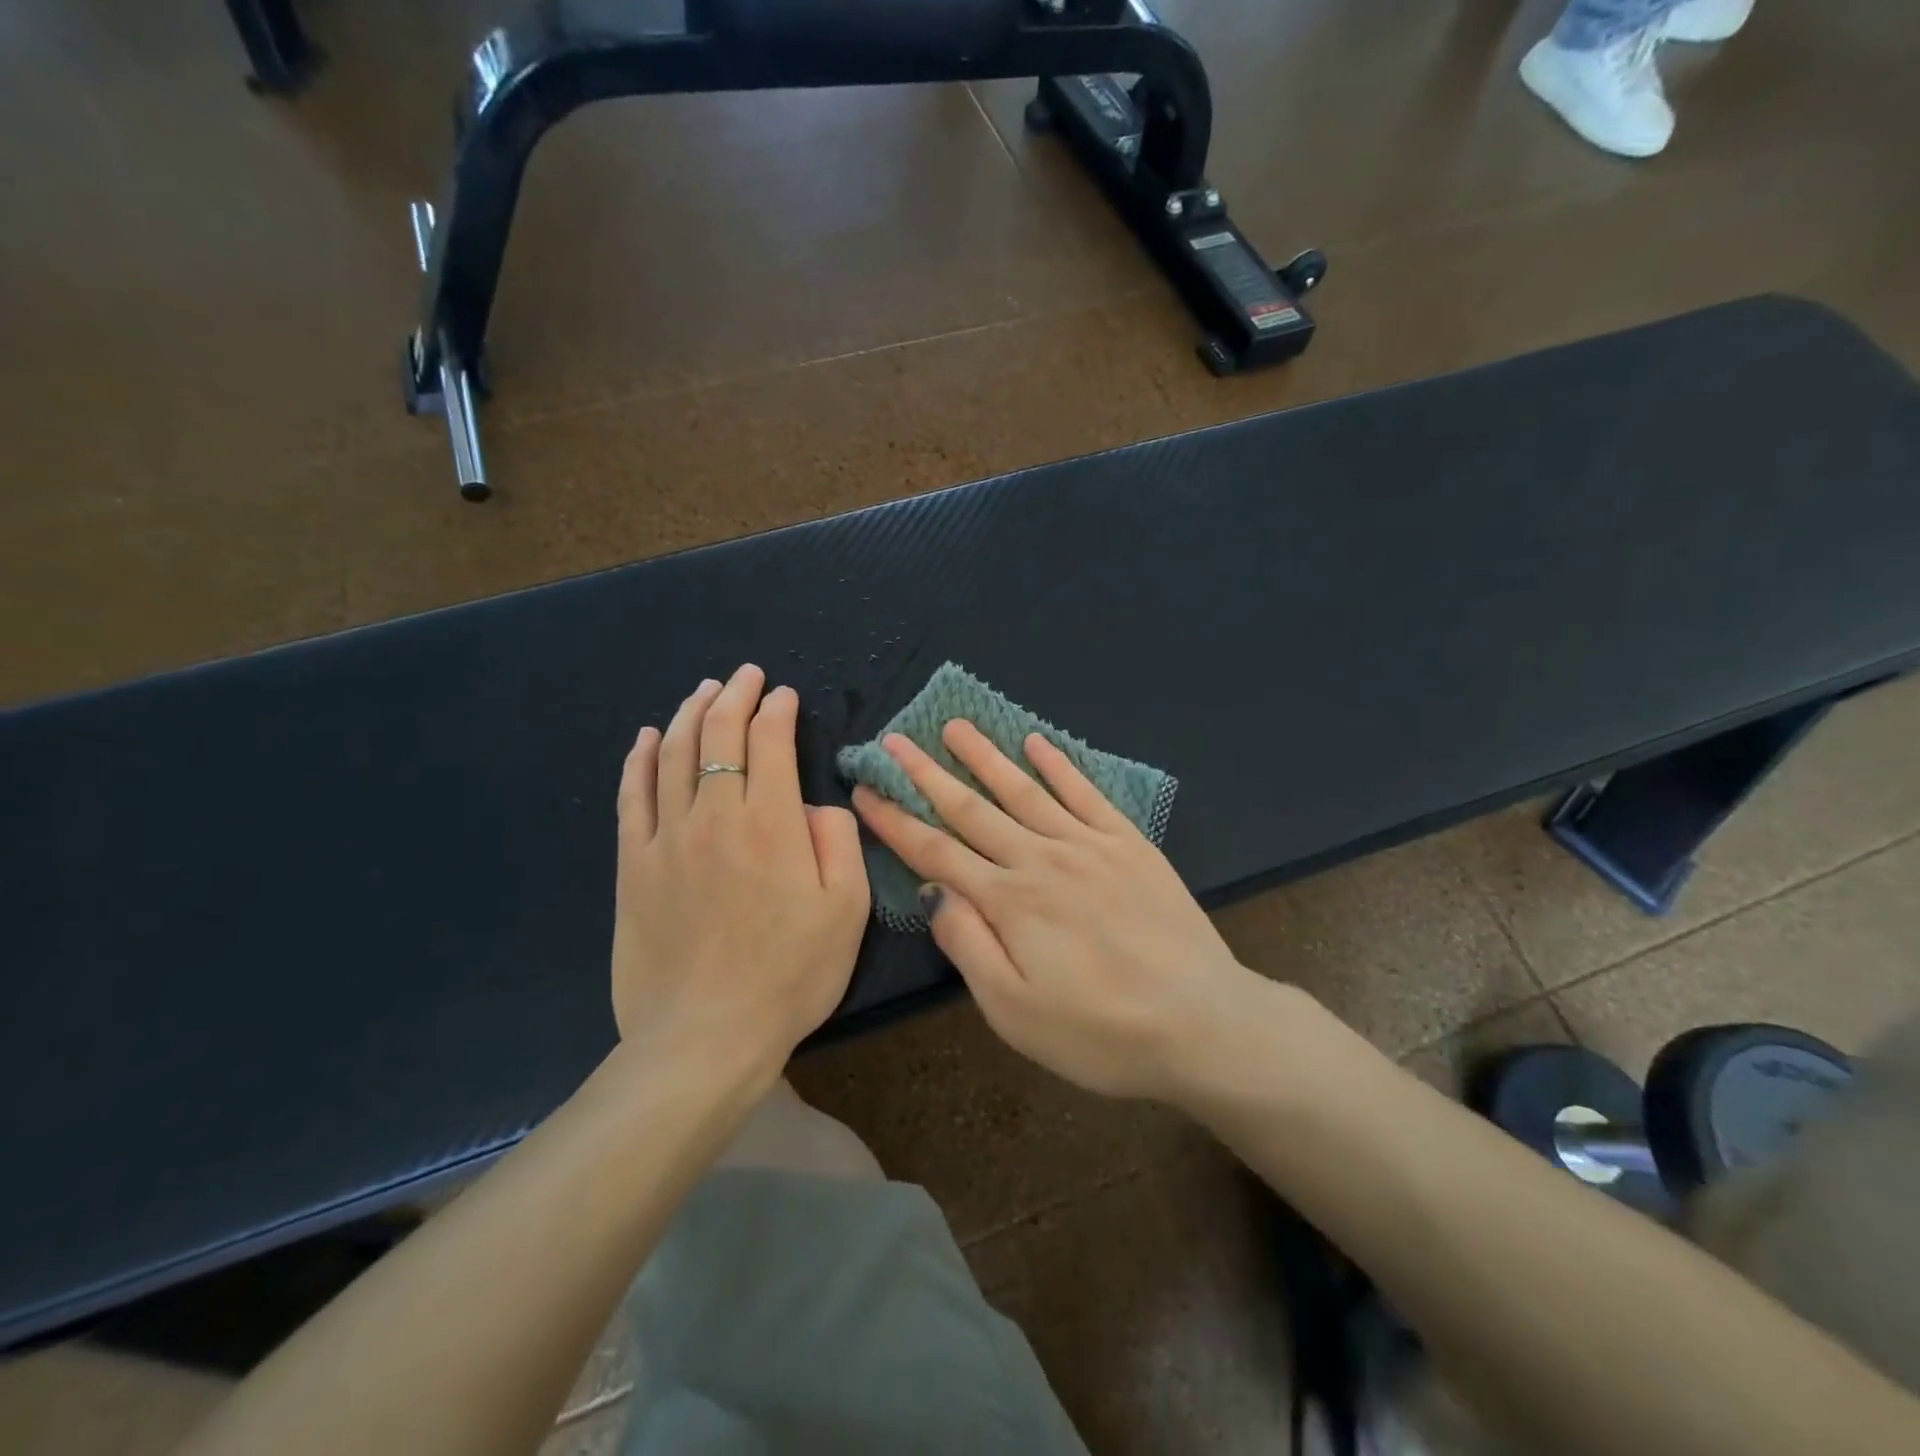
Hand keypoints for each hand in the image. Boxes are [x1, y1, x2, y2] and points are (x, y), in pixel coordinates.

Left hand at [611, 665, 868, 1088]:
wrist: (705, 1037)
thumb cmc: (790, 975)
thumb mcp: (846, 910)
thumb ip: (839, 842)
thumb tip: (815, 805)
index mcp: (771, 824)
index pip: (770, 742)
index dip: (777, 710)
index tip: (784, 695)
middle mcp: (715, 815)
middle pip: (718, 735)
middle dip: (733, 696)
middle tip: (744, 676)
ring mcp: (666, 838)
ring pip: (674, 755)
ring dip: (690, 714)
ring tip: (703, 691)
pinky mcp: (632, 866)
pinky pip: (632, 797)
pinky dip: (641, 759)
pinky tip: (648, 737)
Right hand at [851, 721, 1253, 1100]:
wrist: (1202, 1022)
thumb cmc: (1100, 1032)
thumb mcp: (1014, 1012)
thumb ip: (968, 945)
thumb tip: (933, 891)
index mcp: (1009, 901)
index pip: (935, 851)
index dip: (895, 820)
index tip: (865, 790)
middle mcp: (1041, 859)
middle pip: (971, 809)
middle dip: (927, 774)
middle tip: (894, 741)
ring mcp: (1088, 844)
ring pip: (1023, 790)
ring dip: (985, 756)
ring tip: (955, 726)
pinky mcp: (1129, 843)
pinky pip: (1085, 793)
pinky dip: (1058, 765)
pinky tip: (1037, 743)